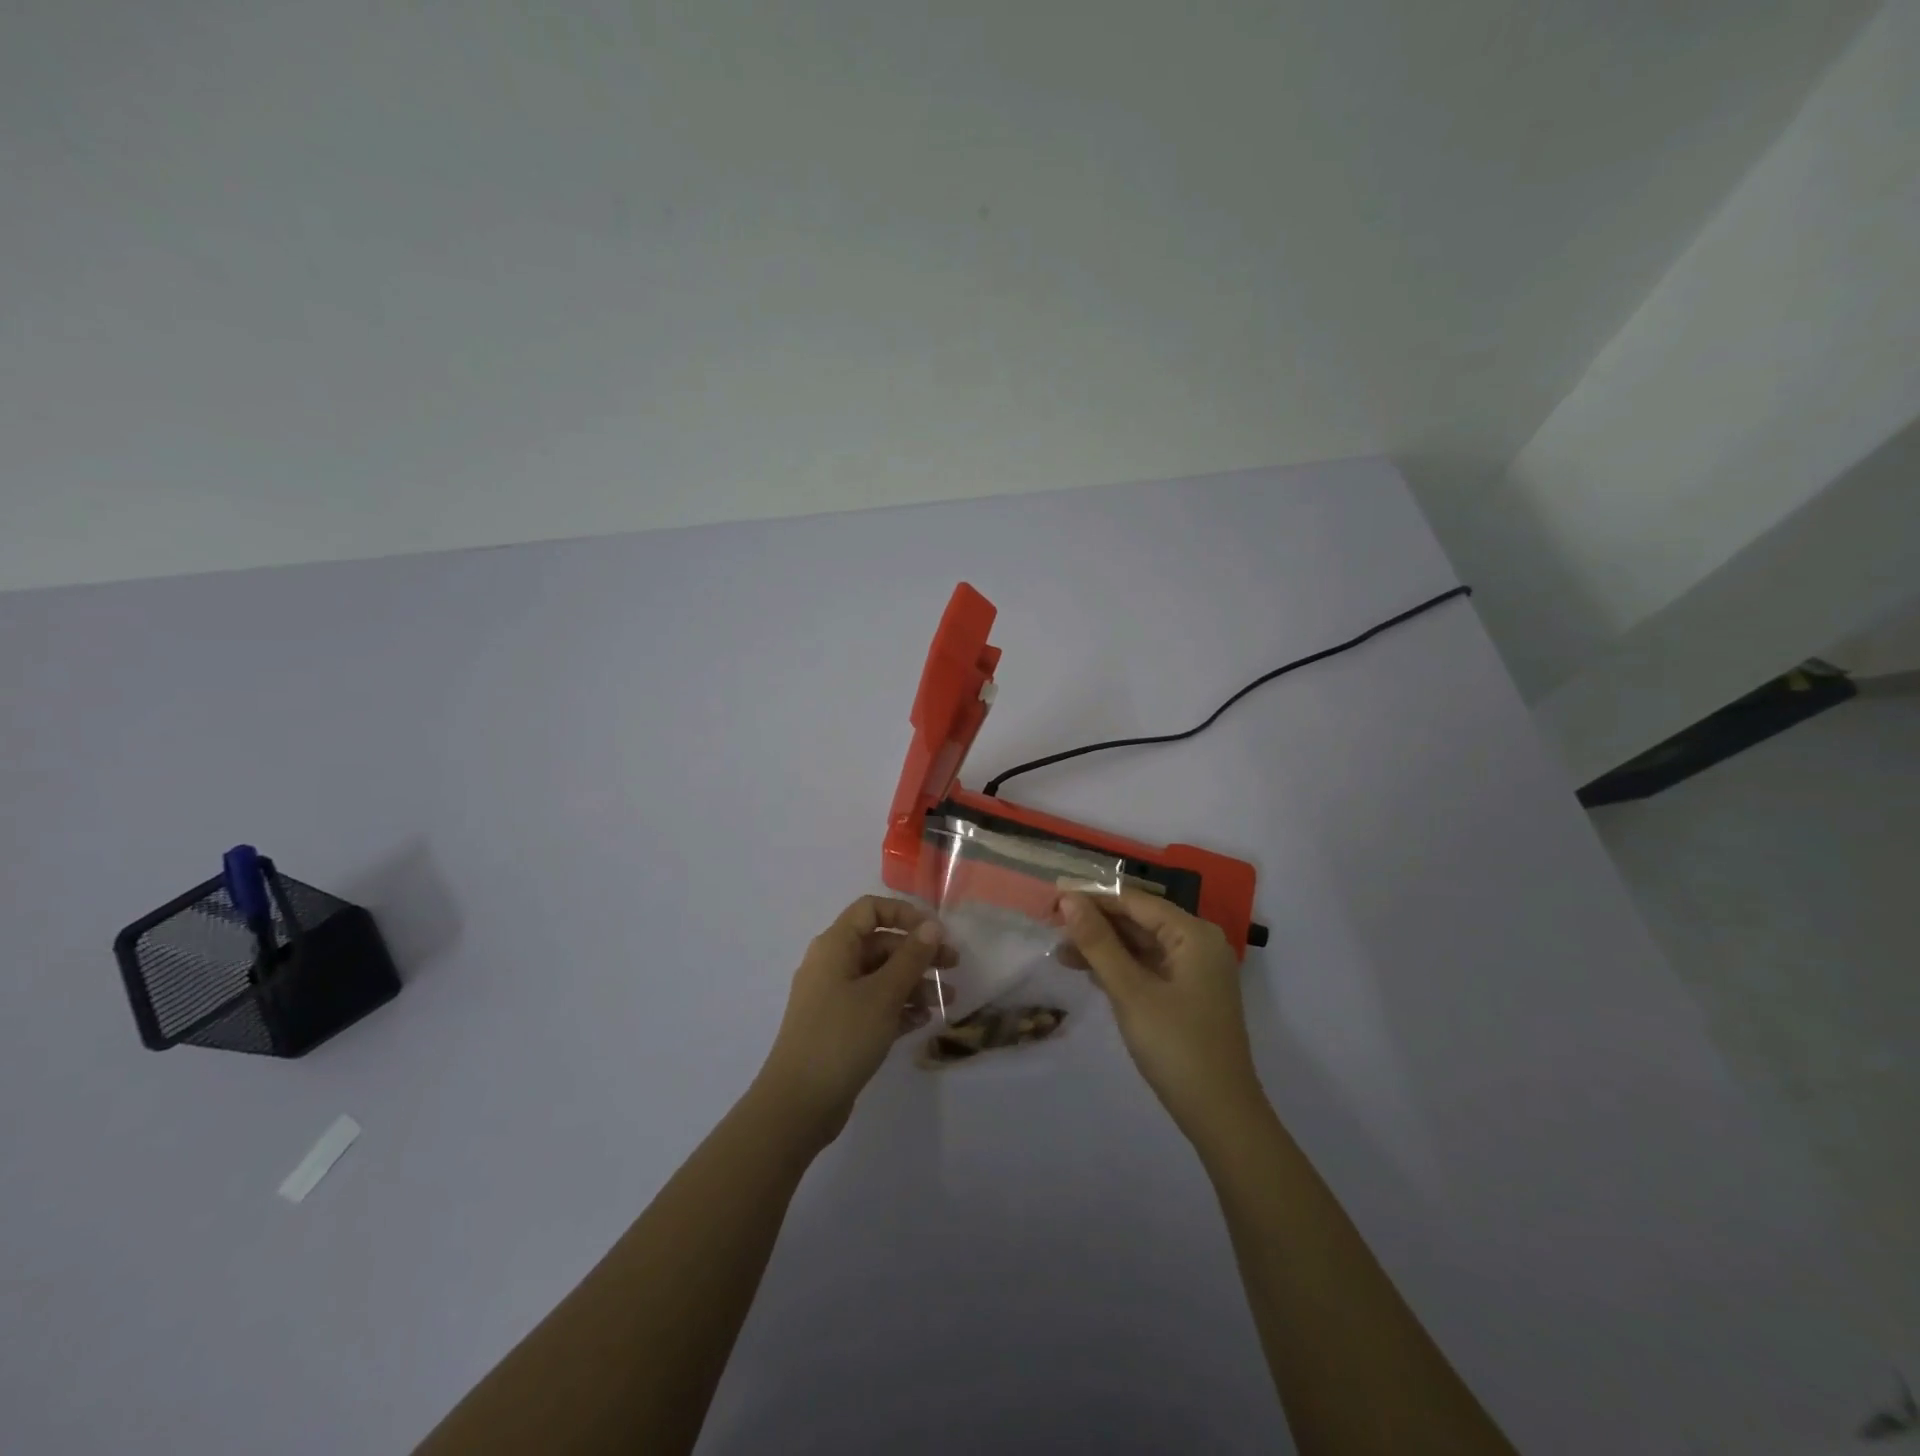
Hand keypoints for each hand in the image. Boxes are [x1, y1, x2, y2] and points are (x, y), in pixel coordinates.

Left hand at [754, 896, 952, 1145]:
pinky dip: (898, 1008)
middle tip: (953, 967)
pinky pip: (873, 1005)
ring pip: (880, 977)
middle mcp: (832, 964)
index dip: (904, 913)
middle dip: (917, 953)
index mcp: (835, 946)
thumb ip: (911, 957)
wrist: (798, 1104)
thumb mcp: (883, 994)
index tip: (935, 932)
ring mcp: (834, 997)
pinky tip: (923, 1021)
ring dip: (914, 984)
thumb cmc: (841, 1037)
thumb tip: (932, 926)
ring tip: (946, 1002)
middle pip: (880, 944)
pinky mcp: (839, 1027)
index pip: (870, 909)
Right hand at [1059, 890, 1264, 1141]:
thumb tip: (1069, 899)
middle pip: (1139, 920)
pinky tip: (1089, 972)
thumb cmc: (1175, 1046)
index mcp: (1193, 934)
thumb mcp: (1130, 991)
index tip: (1053, 898)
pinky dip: (1120, 968)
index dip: (1093, 898)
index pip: (1135, 901)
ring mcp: (1196, 971)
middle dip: (1096, 924)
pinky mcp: (1188, 994)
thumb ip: (1098, 942)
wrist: (1220, 1115)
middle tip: (1051, 926)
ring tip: (1061, 953)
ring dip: (1103, 948)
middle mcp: (1198, 944)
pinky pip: (1149, 967)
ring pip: (1141, 945)